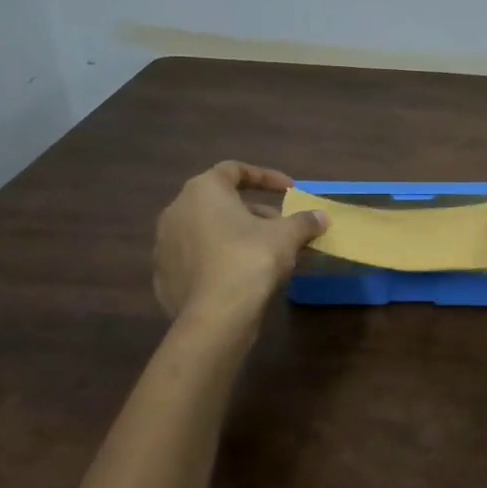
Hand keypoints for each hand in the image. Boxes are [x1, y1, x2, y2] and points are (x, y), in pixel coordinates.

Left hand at [152, 162, 326, 320]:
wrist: (214, 317)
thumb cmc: (251, 260)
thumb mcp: (287, 236)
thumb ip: (304, 221)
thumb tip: (322, 216)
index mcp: (203, 190)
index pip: (234, 170)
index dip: (265, 177)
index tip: (289, 190)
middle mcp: (177, 210)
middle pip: (220, 202)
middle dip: (254, 212)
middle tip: (281, 227)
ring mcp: (164, 245)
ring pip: (207, 231)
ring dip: (235, 236)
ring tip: (265, 254)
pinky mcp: (164, 276)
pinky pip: (197, 260)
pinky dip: (218, 261)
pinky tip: (240, 277)